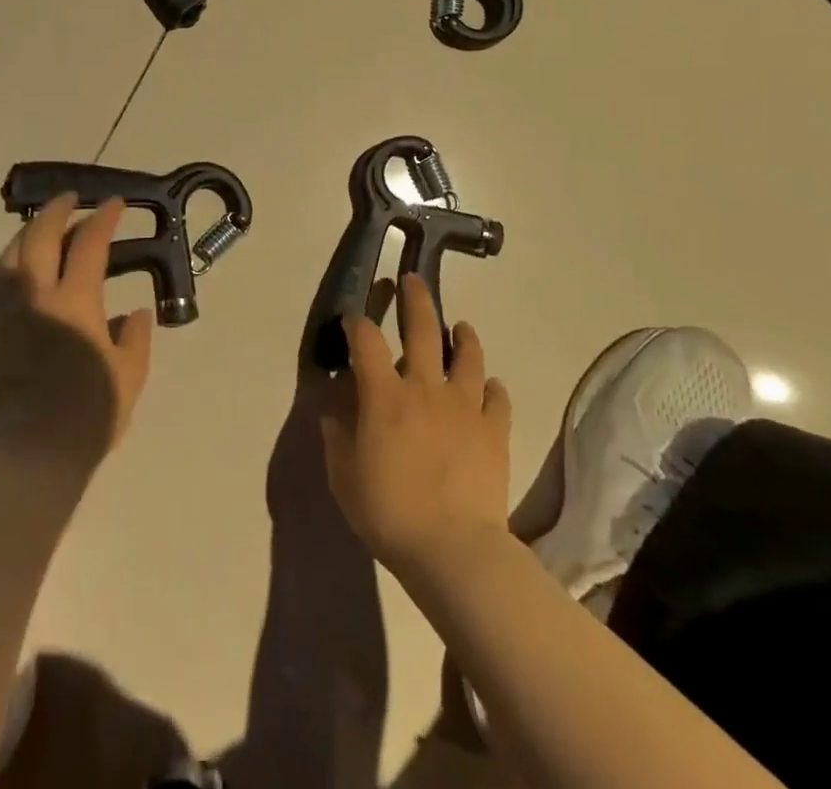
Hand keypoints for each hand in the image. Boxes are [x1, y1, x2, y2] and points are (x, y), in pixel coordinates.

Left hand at [0, 193, 153, 464]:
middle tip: (74, 198)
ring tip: (43, 227)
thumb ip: (135, 336)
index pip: (89, 244)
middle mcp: (35, 296)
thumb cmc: (89, 415)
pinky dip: (7, 262)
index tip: (116, 204)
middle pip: (39, 237)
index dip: (104, 218)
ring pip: (9, 255)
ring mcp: (6, 313)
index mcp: (75, 301)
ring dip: (28, 232)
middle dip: (58, 210)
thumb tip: (133, 312)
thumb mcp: (130, 375)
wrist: (31, 458)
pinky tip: (16, 268)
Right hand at [319, 275, 512, 580]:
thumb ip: (337, 437)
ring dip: (463, 336)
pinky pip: (497, 397)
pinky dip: (492, 387)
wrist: (454, 549)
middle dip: (415, 298)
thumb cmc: (389, 512)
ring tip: (460, 326)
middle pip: (422, 328)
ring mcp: (464, 405)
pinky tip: (489, 386)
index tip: (353, 320)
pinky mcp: (493, 428)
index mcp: (384, 395)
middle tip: (413, 280)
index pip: (366, 341)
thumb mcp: (344, 477)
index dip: (357, 324)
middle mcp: (425, 387)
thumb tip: (333, 410)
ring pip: (468, 355)